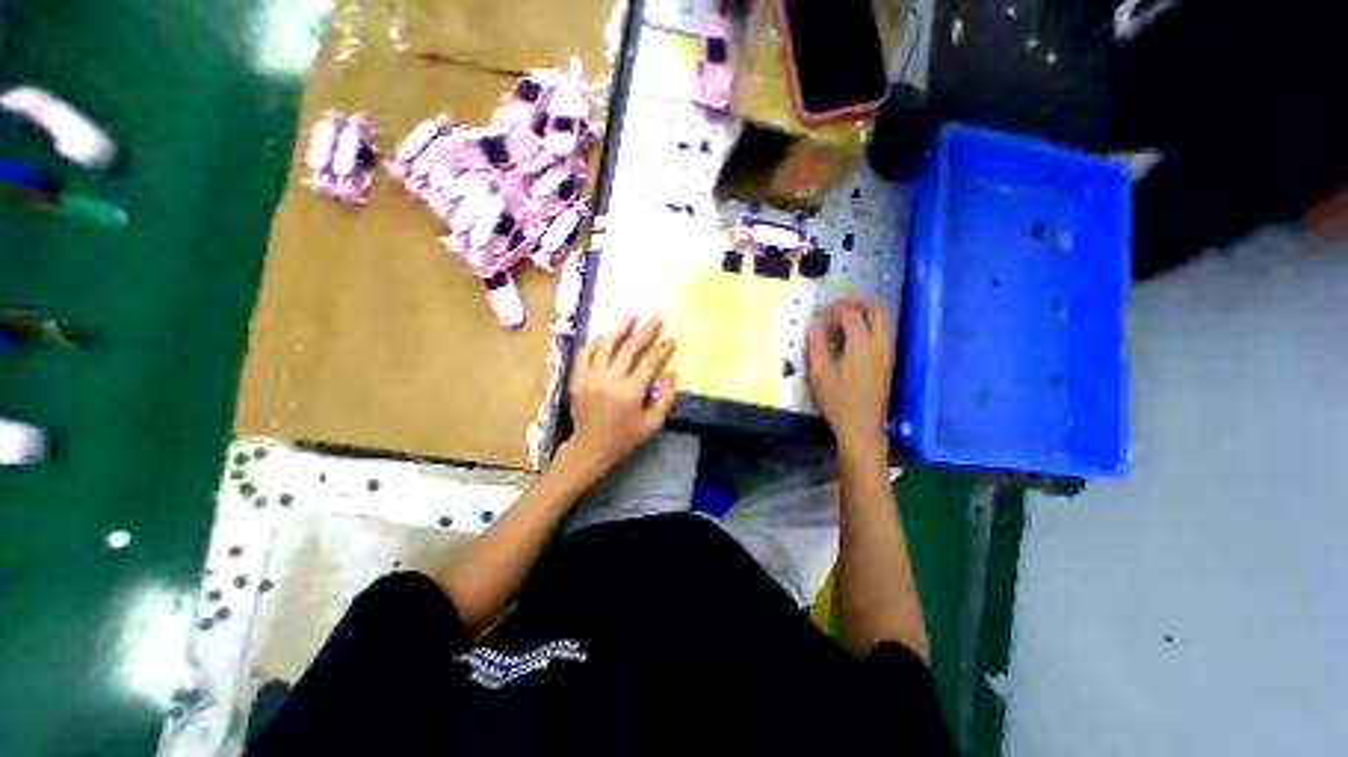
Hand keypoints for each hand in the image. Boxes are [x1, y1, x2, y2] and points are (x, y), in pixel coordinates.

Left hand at [563, 315, 679, 482]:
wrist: (590, 448)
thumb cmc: (625, 438)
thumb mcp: (652, 424)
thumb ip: (666, 399)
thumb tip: (673, 374)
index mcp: (630, 391)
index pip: (650, 361)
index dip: (662, 348)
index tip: (671, 339)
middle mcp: (610, 379)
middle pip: (629, 347)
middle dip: (645, 330)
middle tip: (656, 318)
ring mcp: (591, 376)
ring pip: (606, 343)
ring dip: (620, 326)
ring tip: (632, 315)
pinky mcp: (578, 377)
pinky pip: (586, 351)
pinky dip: (597, 340)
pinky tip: (607, 334)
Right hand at [809, 299, 893, 454]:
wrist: (861, 427)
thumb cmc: (837, 401)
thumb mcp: (819, 373)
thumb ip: (817, 344)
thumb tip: (816, 322)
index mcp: (862, 345)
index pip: (850, 313)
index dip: (832, 308)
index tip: (816, 314)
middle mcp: (880, 343)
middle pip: (876, 307)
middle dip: (855, 301)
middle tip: (834, 307)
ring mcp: (887, 352)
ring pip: (881, 319)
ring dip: (862, 312)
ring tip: (839, 321)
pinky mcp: (887, 361)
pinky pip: (881, 332)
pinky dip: (866, 325)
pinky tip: (848, 338)